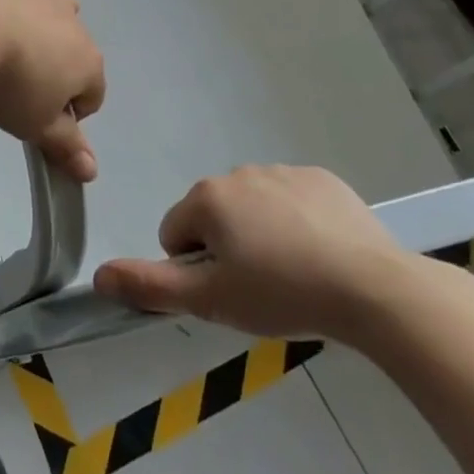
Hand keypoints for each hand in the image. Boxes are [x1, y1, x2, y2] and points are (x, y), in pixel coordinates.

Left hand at [0, 0, 104, 182]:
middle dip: (56, 68)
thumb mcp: (34, 124)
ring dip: (47, 23)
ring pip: (60, 7)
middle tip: (18, 86)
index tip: (37, 120)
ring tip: (15, 40)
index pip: (92, 95)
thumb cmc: (10, 82)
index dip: (68, 113)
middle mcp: (74, 23)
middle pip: (75, 51)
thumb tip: (92, 173)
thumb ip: (64, 146)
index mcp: (88, 62)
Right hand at [93, 164, 414, 341]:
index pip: (175, 234)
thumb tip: (98, 276)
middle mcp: (238, 173)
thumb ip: (150, 286)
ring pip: (252, 208)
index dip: (195, 270)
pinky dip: (296, 222)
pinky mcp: (322, 179)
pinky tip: (321, 252)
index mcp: (207, 198)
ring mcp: (283, 172)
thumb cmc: (282, 294)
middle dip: (228, 248)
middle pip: (213, 217)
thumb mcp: (210, 302)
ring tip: (296, 273)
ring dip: (260, 234)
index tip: (230, 293)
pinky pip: (291, 200)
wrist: (374, 289)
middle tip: (262, 287)